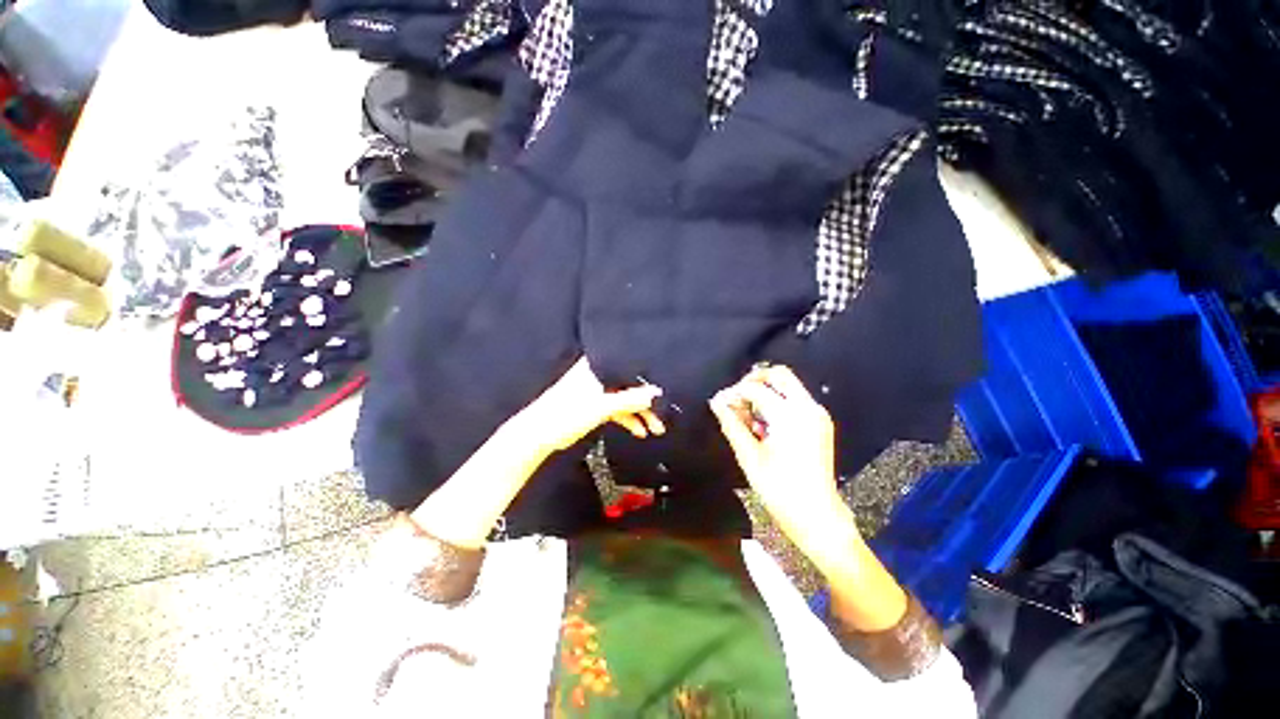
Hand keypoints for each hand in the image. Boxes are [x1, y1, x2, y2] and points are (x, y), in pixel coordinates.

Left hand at [509, 357, 665, 457]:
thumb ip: (630, 399)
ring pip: (625, 397)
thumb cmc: (566, 413)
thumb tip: (656, 393)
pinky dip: (628, 418)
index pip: (629, 366)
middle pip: (630, 383)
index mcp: (598, 365)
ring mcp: (598, 389)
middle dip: (647, 400)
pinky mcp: (595, 403)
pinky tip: (640, 430)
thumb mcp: (602, 406)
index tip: (665, 388)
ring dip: (640, 412)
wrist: (539, 434)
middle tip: (664, 415)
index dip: (648, 376)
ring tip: (656, 427)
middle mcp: (599, 373)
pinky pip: (618, 408)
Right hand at [708, 365, 850, 550]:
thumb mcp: (749, 456)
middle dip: (754, 380)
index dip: (733, 392)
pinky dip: (777, 401)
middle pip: (779, 374)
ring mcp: (817, 414)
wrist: (817, 515)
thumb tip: (716, 402)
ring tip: (748, 413)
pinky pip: (796, 398)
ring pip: (789, 384)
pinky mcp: (820, 423)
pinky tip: (764, 422)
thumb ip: (732, 424)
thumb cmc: (779, 489)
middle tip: (736, 397)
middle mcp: (808, 408)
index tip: (719, 402)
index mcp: (790, 416)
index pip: (756, 389)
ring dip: (765, 390)